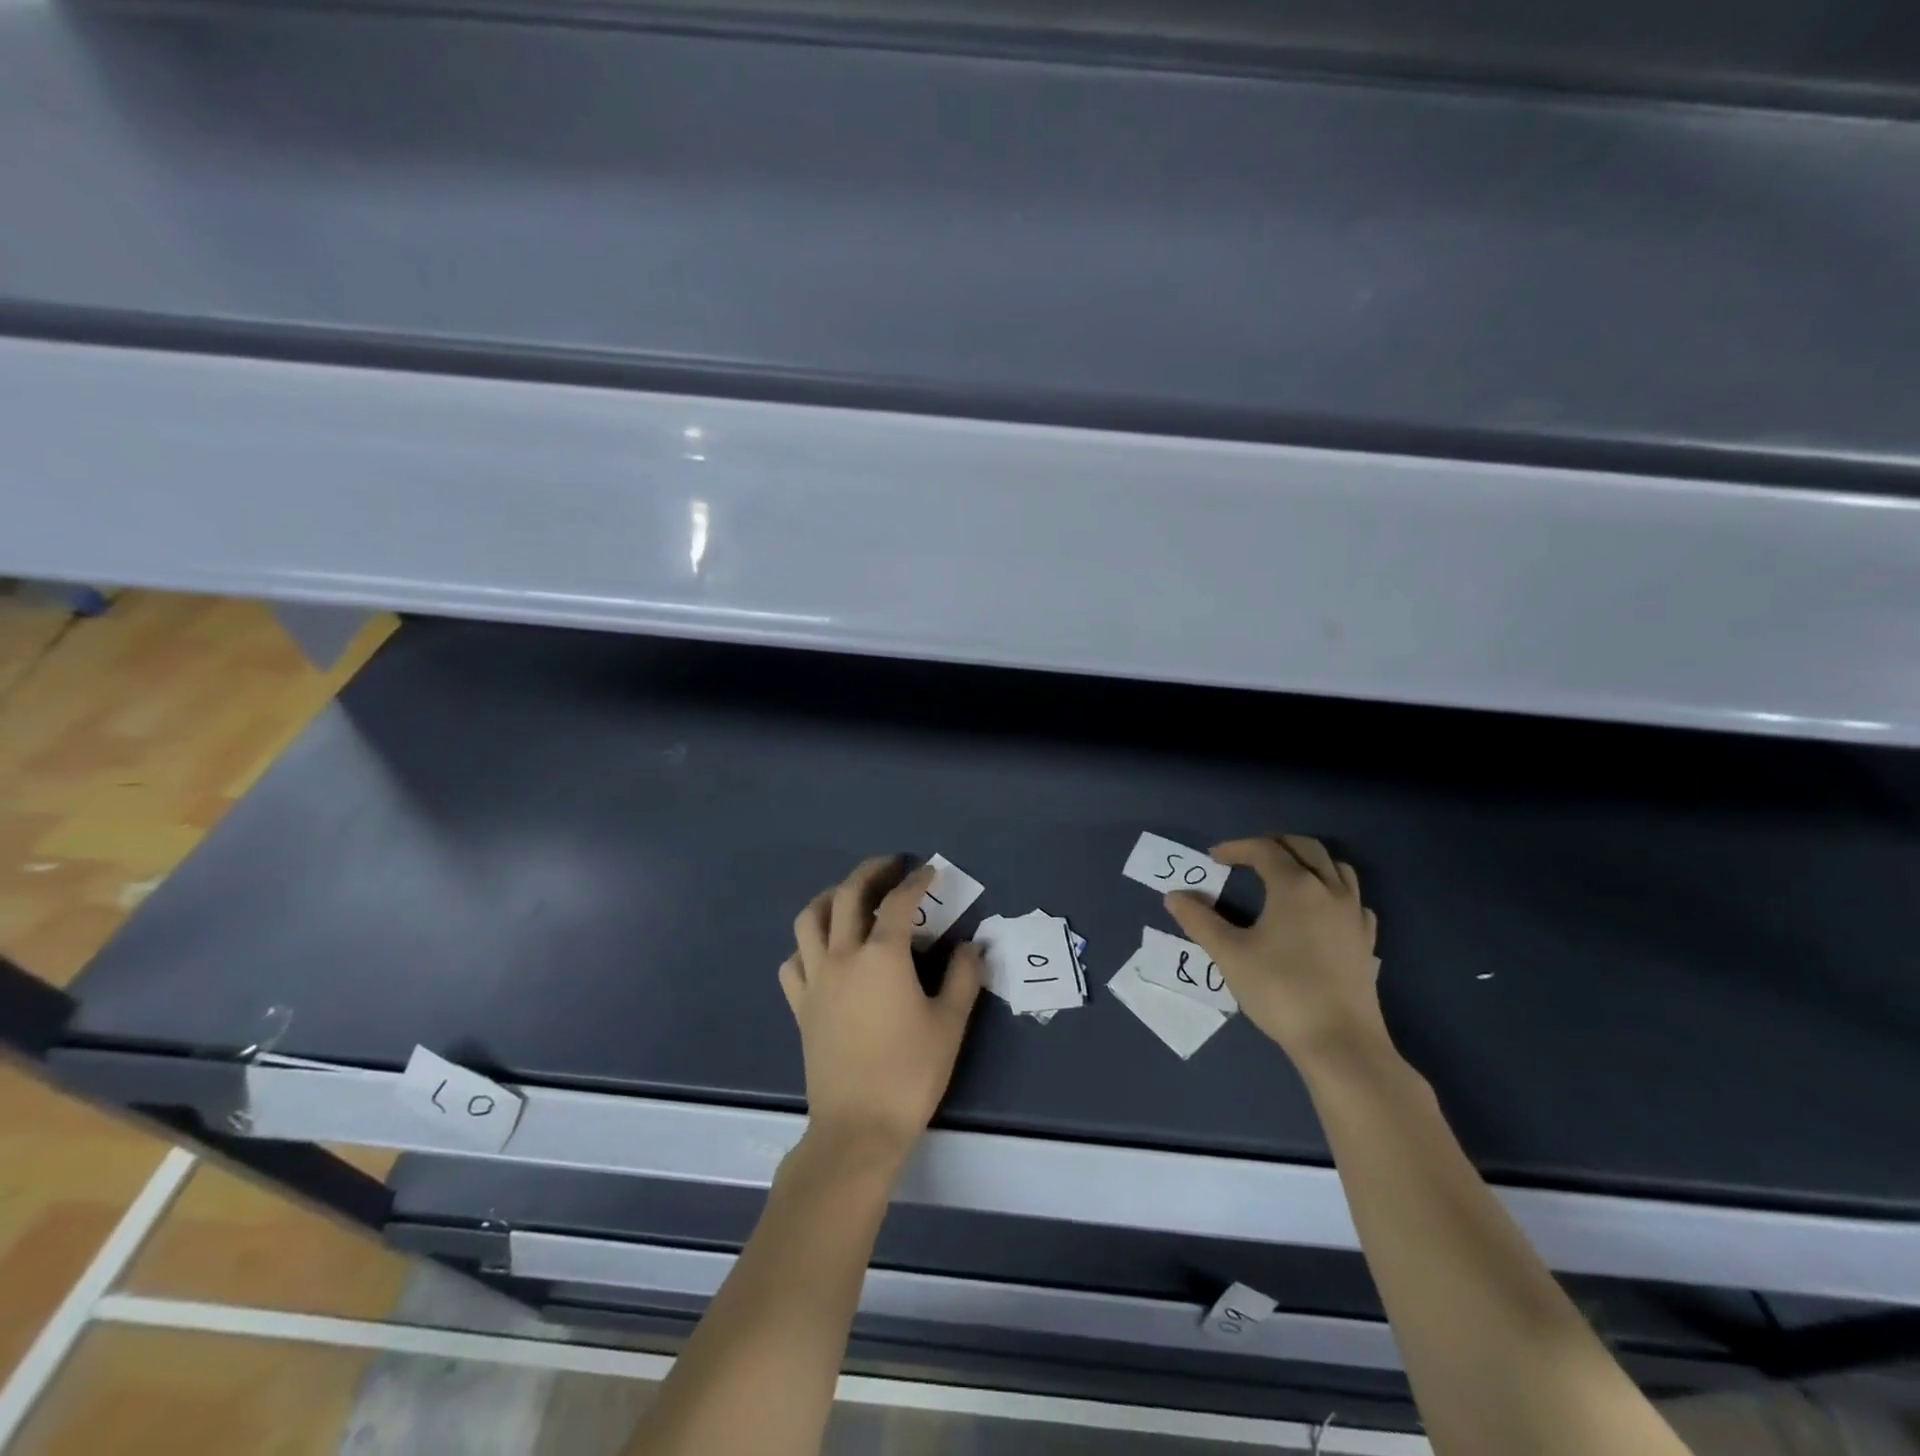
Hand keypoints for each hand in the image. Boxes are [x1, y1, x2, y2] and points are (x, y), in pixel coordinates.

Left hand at [780, 856, 982, 1168]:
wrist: (858, 1127)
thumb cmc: (910, 1073)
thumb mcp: (950, 1023)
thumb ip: (964, 976)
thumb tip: (972, 945)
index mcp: (882, 956)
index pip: (899, 902)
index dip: (916, 882)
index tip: (930, 872)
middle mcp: (843, 956)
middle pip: (847, 895)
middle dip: (870, 872)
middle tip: (890, 867)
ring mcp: (816, 979)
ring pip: (810, 919)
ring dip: (830, 898)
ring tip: (849, 897)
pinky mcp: (800, 1006)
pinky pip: (794, 961)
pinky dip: (807, 945)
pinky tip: (823, 951)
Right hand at [1165, 835, 1385, 1068]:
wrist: (1340, 1042)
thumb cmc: (1280, 991)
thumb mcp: (1229, 954)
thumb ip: (1199, 921)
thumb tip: (1174, 896)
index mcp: (1295, 886)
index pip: (1265, 849)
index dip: (1236, 848)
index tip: (1214, 858)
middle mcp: (1329, 890)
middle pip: (1306, 848)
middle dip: (1274, 844)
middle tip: (1248, 857)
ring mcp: (1353, 915)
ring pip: (1336, 867)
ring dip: (1308, 861)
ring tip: (1284, 875)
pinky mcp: (1366, 940)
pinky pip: (1353, 898)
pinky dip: (1333, 890)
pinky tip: (1319, 909)